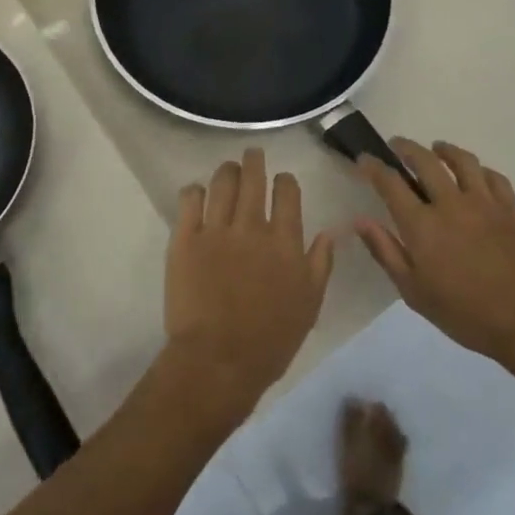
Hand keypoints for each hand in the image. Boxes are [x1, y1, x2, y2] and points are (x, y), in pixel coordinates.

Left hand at [164, 150, 335, 419]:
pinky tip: (197, 193)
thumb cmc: (270, 339)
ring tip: (228, 169)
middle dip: (254, 161)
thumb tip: (329, 233)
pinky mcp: (185, 238)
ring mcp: (216, 229)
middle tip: (252, 154)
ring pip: (222, 182)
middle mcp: (251, 226)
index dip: (285, 181)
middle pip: (253, 178)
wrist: (219, 360)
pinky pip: (189, 200)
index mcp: (285, 241)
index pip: (287, 192)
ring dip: (227, 171)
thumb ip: (320, 264)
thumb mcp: (309, 305)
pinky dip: (194, 191)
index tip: (281, 181)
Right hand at [356, 139, 514, 366]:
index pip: (390, 183)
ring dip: (445, 150)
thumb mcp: (414, 292)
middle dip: (406, 148)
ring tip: (437, 148)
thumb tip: (361, 221)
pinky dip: (479, 169)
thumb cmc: (464, 313)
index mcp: (422, 225)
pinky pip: (494, 176)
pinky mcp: (513, 208)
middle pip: (425, 161)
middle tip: (397, 146)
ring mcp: (485, 203)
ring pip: (462, 161)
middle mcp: (451, 203)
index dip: (374, 166)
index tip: (365, 159)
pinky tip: (475, 173)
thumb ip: (386, 251)